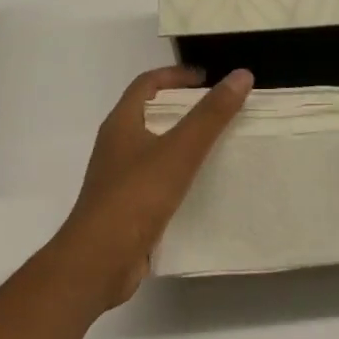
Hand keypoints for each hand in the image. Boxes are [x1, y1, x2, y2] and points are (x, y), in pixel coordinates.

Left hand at [54, 66, 252, 309]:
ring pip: (154, 149)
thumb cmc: (135, 197)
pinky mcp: (125, 208)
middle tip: (218, 112)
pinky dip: (178, 176)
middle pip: (150, 114)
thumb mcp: (179, 150)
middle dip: (183, 108)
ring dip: (181, 143)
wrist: (97, 263)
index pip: (147, 83)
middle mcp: (116, 146)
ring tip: (217, 146)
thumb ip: (211, 114)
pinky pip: (155, 181)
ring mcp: (118, 179)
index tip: (208, 79)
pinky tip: (201, 188)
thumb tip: (241, 75)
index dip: (176, 75)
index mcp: (121, 124)